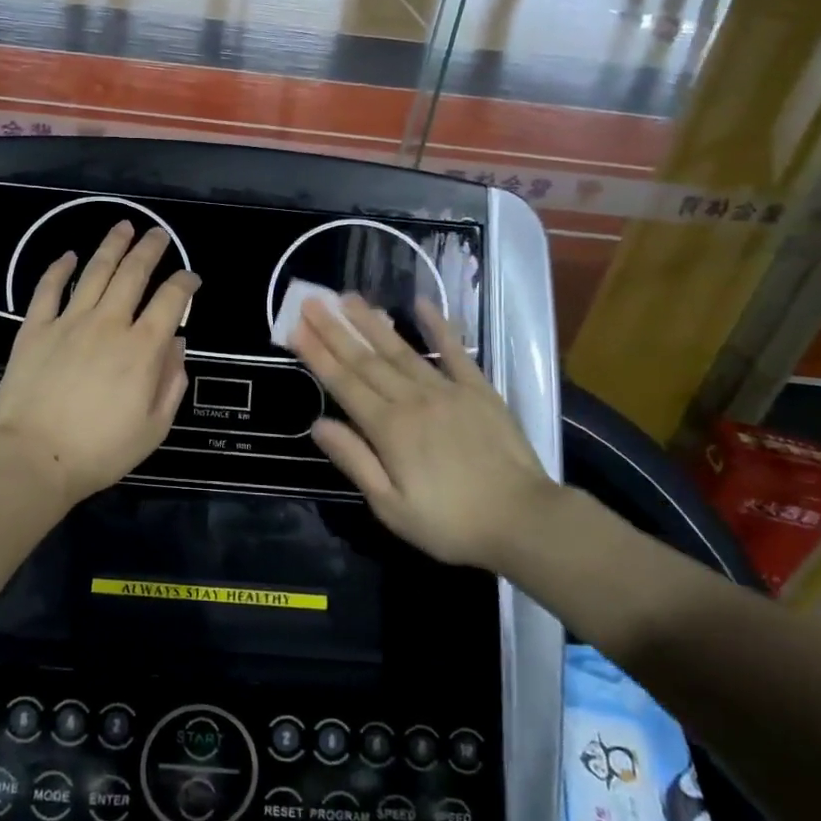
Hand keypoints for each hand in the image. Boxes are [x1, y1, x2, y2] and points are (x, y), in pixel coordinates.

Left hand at [0, 222, 198, 508]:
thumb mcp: (154, 427)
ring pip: (95, 272)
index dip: (185, 283)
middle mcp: (109, 324)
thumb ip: (171, 382)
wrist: (34, 457)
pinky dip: (59, 268)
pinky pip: (48, 289)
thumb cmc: (100, 451)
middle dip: (150, 249)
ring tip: (123, 226)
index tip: (191, 278)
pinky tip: (69, 255)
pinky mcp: (34, 328)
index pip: (171, 300)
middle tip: (158, 234)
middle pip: (133, 274)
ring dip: (112, 246)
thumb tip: (178, 345)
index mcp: (142, 348)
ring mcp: (68, 322)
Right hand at [287, 294, 562, 568]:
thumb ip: (354, 461)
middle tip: (311, 301)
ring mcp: (447, 390)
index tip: (295, 327)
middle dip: (335, 330)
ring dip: (372, 322)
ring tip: (348, 297)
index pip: (343, 383)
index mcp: (388, 429)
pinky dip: (438, 325)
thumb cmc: (451, 523)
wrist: (525, 520)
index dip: (317, 355)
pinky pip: (455, 351)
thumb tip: (318, 424)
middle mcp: (412, 399)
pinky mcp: (479, 390)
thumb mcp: (391, 507)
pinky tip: (422, 303)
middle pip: (366, 360)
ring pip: (400, 350)